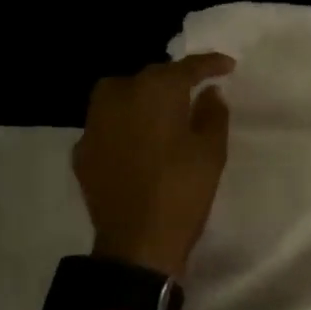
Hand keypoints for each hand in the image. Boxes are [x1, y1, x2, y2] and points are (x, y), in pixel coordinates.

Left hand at [73, 54, 234, 278]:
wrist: (137, 245)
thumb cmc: (182, 190)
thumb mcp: (212, 150)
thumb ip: (212, 113)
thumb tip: (208, 93)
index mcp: (155, 90)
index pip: (186, 67)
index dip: (210, 64)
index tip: (228, 66)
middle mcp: (119, 96)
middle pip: (151, 77)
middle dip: (173, 81)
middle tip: (195, 91)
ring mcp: (94, 124)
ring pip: (122, 96)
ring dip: (144, 99)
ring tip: (165, 112)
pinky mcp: (82, 151)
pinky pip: (108, 125)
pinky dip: (125, 126)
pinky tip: (139, 141)